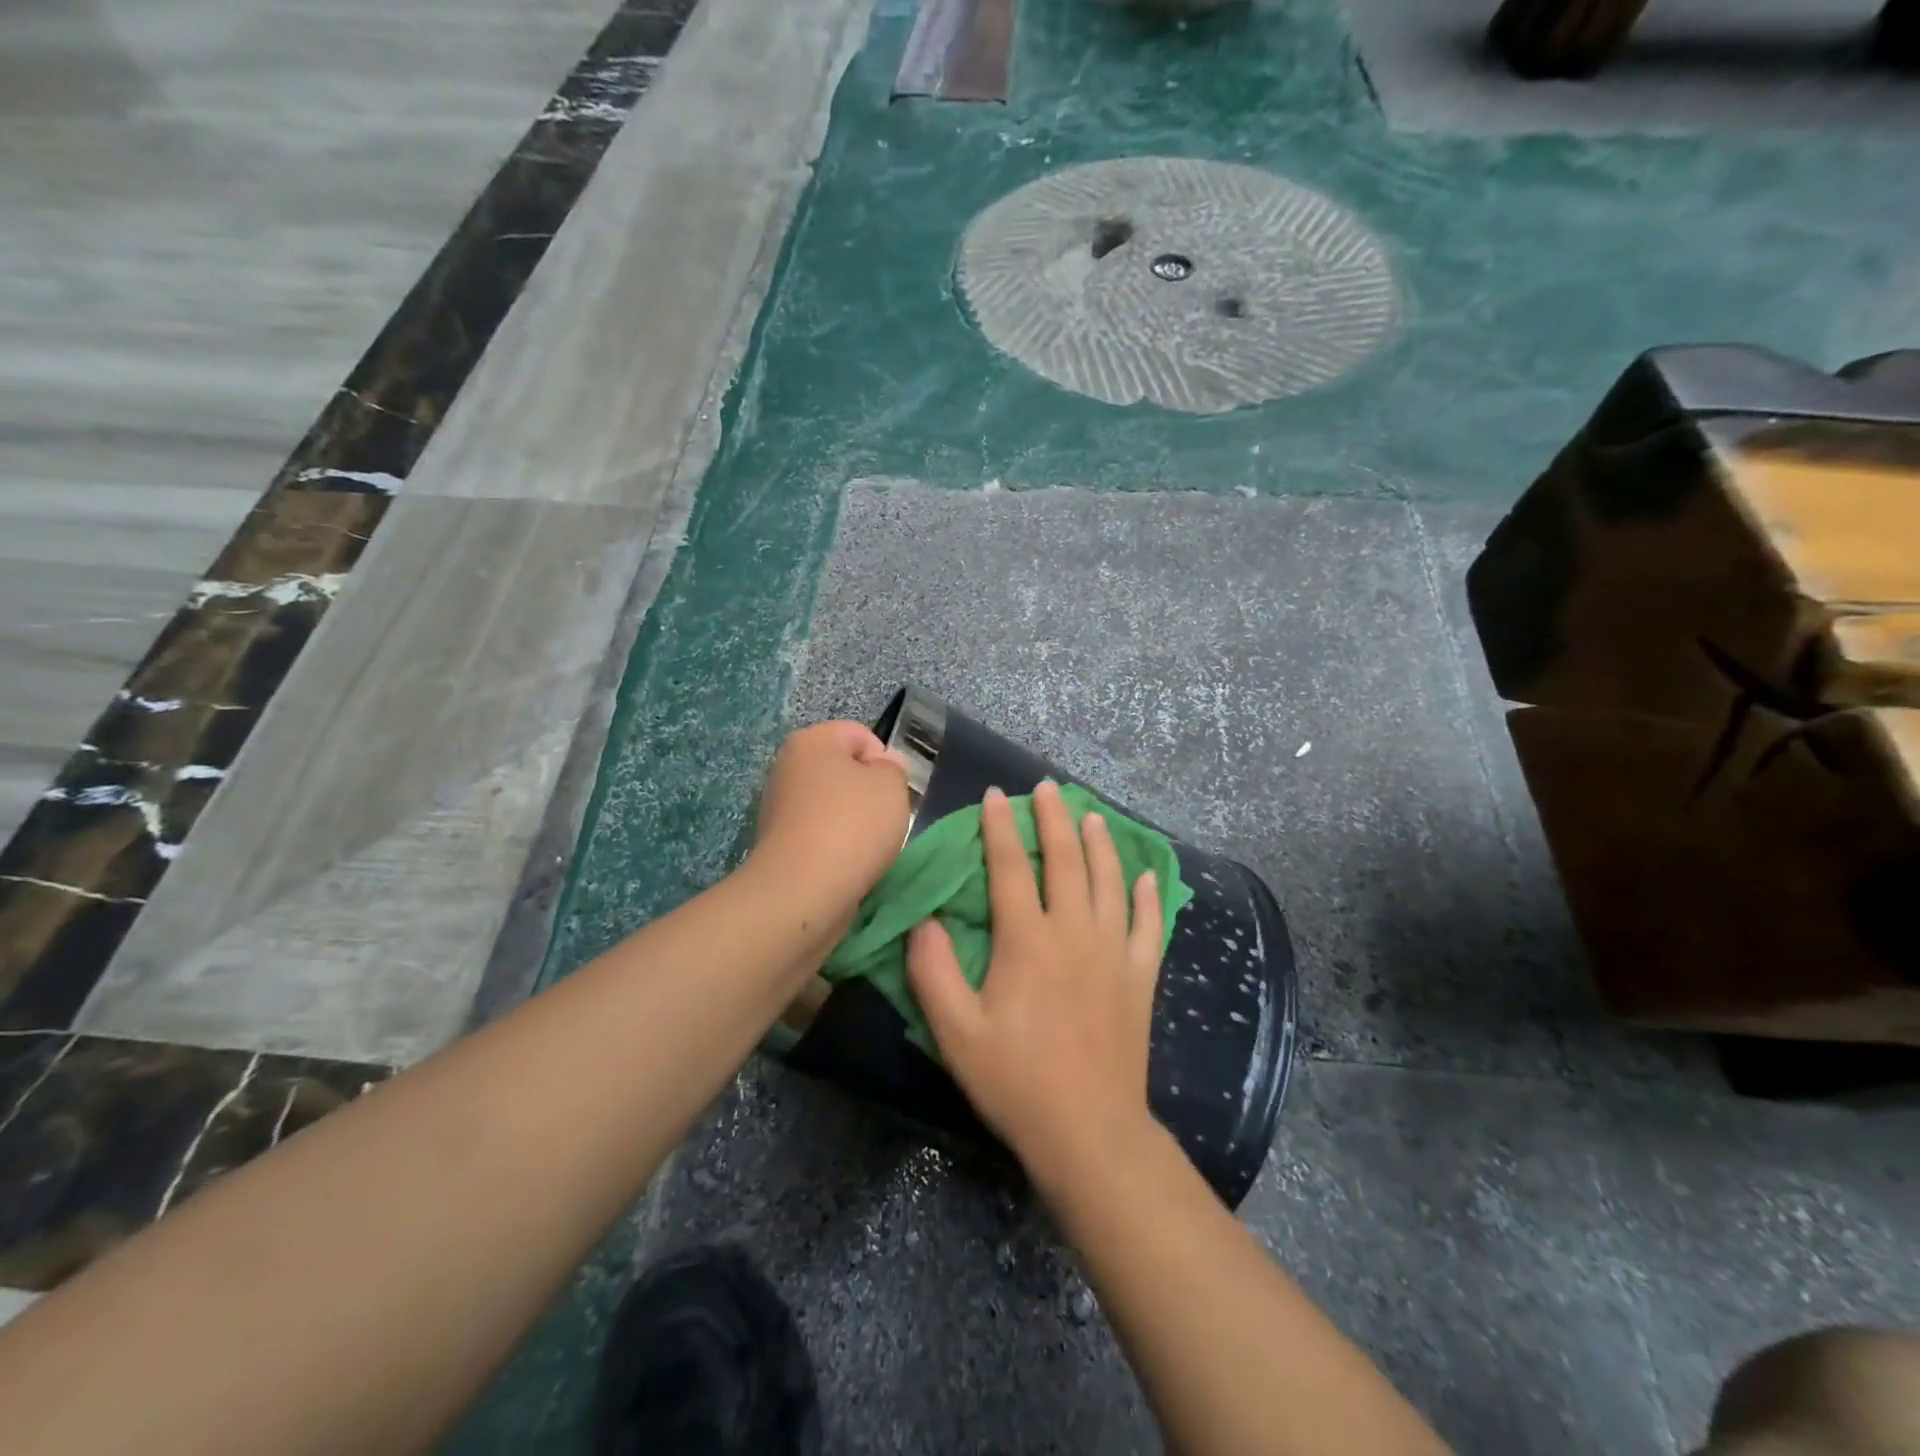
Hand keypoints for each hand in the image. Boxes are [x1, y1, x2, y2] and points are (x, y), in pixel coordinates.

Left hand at [748, 720, 909, 918]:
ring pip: (833, 806)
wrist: (803, 892)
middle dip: (869, 794)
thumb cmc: (852, 826)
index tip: (892, 793)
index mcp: (811, 741)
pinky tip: (847, 865)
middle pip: (844, 771)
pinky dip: (836, 847)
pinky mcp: (778, 844)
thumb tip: (881, 767)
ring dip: (854, 824)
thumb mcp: (892, 785)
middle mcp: (787, 767)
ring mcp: (778, 807)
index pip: (860, 735)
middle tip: (884, 820)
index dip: (885, 762)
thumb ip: (893, 768)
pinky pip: (820, 835)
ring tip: (866, 848)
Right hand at [907, 781, 1164, 1187]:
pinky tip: (1145, 875)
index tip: (996, 795)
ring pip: (1110, 881)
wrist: (1089, 1131)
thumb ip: (933, 972)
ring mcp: (1114, 952)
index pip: (1010, 868)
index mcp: (1027, 941)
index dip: (1000, 828)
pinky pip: (1149, 925)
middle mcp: (1074, 932)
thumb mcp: (956, 1032)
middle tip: (1048, 788)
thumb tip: (925, 921)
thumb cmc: (1016, 1081)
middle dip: (1054, 819)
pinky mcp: (1140, 977)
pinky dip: (1147, 895)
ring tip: (1092, 815)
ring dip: (1100, 843)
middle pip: (1066, 860)